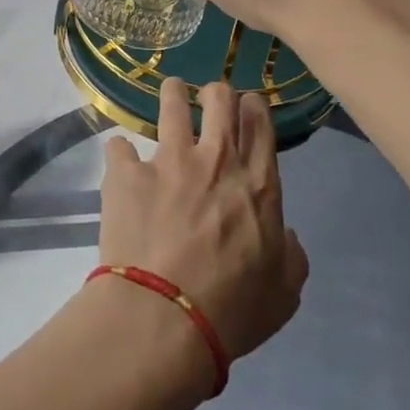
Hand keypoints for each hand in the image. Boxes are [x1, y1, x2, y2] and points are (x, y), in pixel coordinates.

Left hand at [97, 77, 307, 367]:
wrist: (166, 317)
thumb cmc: (233, 310)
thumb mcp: (284, 293)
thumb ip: (291, 256)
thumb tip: (285, 234)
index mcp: (257, 184)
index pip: (260, 124)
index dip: (253, 106)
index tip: (247, 104)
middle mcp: (215, 160)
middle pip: (220, 100)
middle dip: (216, 92)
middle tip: (209, 98)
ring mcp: (168, 162)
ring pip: (172, 103)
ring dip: (173, 94)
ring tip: (170, 92)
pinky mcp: (126, 174)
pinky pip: (119, 146)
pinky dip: (120, 152)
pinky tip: (120, 161)